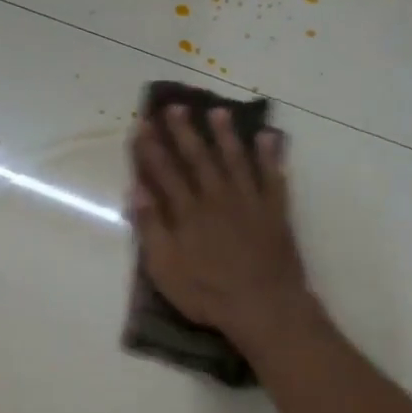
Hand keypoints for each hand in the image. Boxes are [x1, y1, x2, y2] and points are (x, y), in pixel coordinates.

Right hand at [130, 105, 315, 352]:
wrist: (263, 306)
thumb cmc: (207, 293)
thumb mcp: (165, 268)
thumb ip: (151, 227)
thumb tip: (136, 190)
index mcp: (187, 212)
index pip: (164, 172)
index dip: (151, 149)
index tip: (142, 125)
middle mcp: (217, 198)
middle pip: (198, 158)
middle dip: (185, 132)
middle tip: (175, 107)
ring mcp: (249, 201)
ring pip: (235, 159)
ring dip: (226, 134)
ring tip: (218, 112)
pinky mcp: (275, 211)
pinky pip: (273, 176)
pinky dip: (270, 155)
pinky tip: (267, 138)